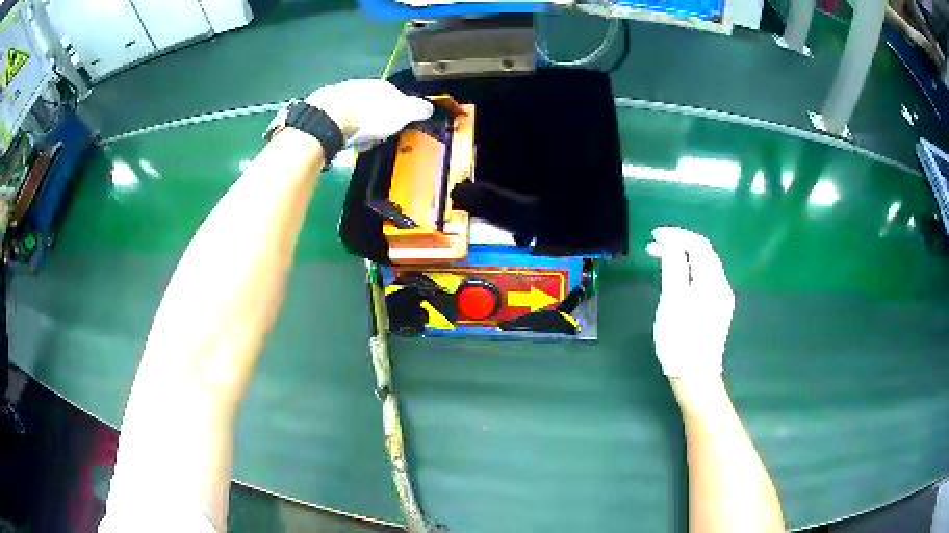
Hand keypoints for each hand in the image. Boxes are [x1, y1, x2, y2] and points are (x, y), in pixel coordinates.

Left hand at [305, 79, 433, 148]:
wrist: (330, 117)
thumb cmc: (370, 116)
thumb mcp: (401, 114)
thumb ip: (416, 110)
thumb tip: (430, 107)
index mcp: (384, 86)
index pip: (396, 96)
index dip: (398, 111)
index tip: (398, 126)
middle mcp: (363, 85)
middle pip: (374, 102)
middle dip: (376, 117)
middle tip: (378, 136)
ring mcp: (341, 93)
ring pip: (355, 108)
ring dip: (358, 122)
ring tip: (359, 140)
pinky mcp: (323, 106)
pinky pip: (338, 117)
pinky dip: (342, 126)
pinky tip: (342, 137)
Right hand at [647, 227, 733, 376]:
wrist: (695, 375)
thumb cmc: (680, 339)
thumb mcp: (672, 301)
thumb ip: (674, 268)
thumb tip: (672, 245)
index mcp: (712, 281)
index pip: (698, 244)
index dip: (677, 235)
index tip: (654, 235)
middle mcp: (722, 285)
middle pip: (704, 253)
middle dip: (679, 244)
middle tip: (653, 246)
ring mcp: (721, 298)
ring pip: (704, 267)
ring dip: (683, 258)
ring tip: (660, 259)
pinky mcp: (717, 310)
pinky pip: (704, 280)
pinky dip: (689, 272)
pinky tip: (676, 279)